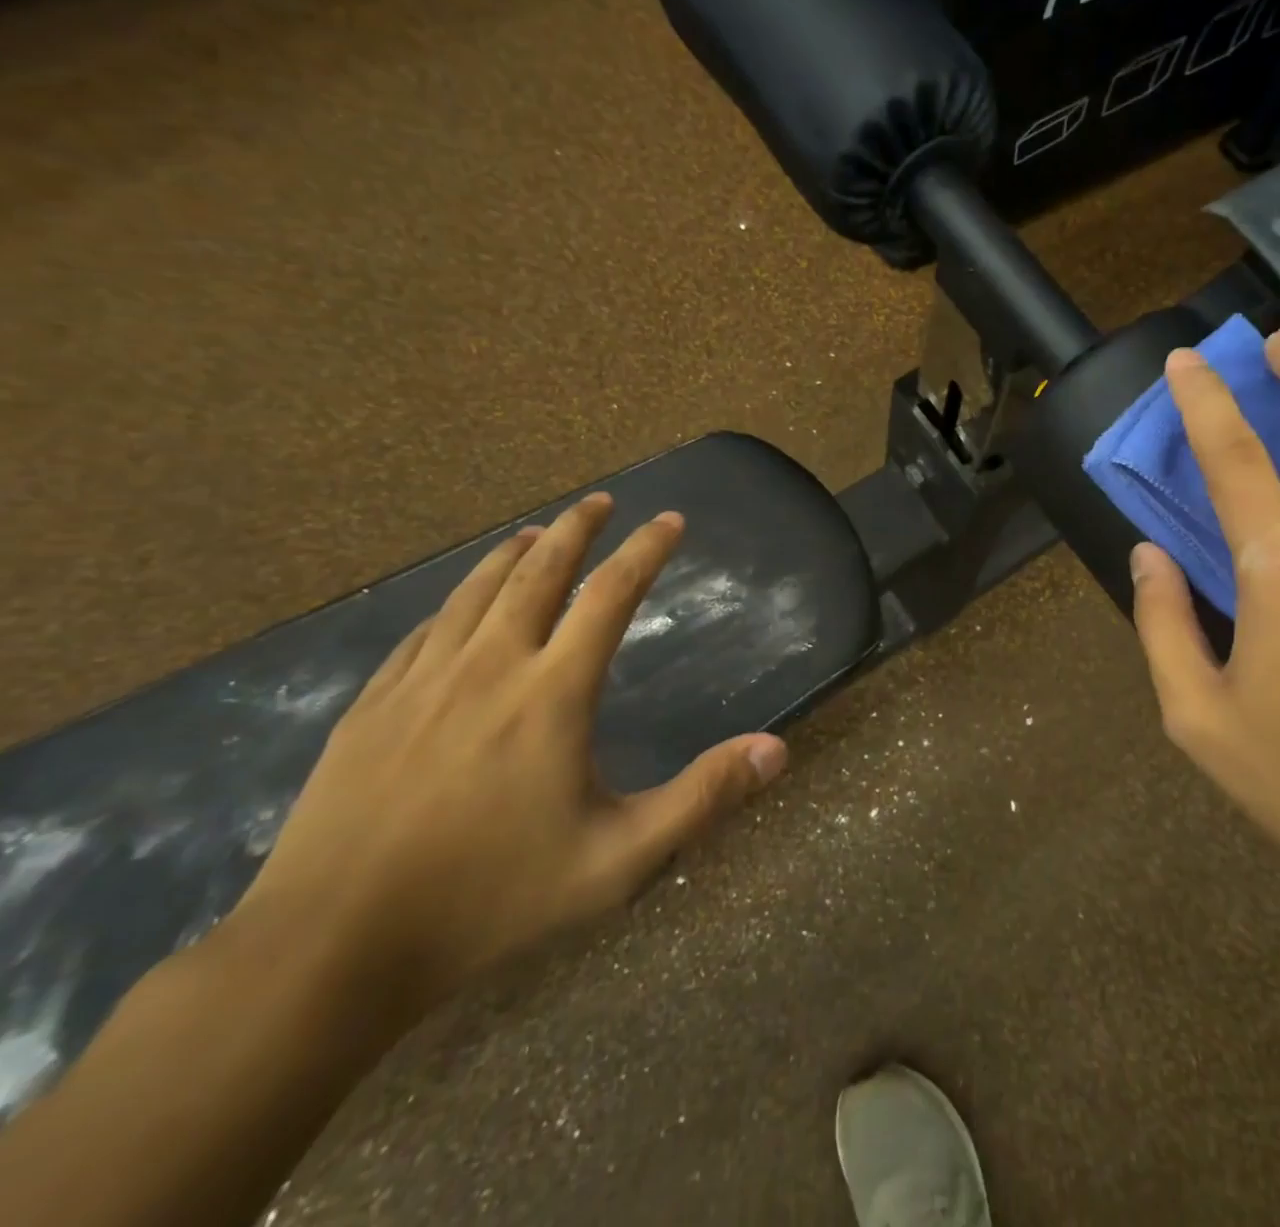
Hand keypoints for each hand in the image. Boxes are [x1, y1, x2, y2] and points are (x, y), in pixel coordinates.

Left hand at [228, 496, 787, 1013]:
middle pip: (538, 572)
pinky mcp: (371, 707)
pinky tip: (459, 605)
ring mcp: (421, 683)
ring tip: (537, 532)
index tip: (669, 520)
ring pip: (475, 591)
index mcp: (551, 693)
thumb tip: (778, 749)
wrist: (328, 951)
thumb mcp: (619, 860)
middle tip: (601, 501)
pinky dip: (455, 600)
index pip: (610, 595)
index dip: (645, 550)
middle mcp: (488, 667)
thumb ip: (703, 798)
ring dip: (514, 553)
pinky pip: (423, 631)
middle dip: (576, 528)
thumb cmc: (492, 899)